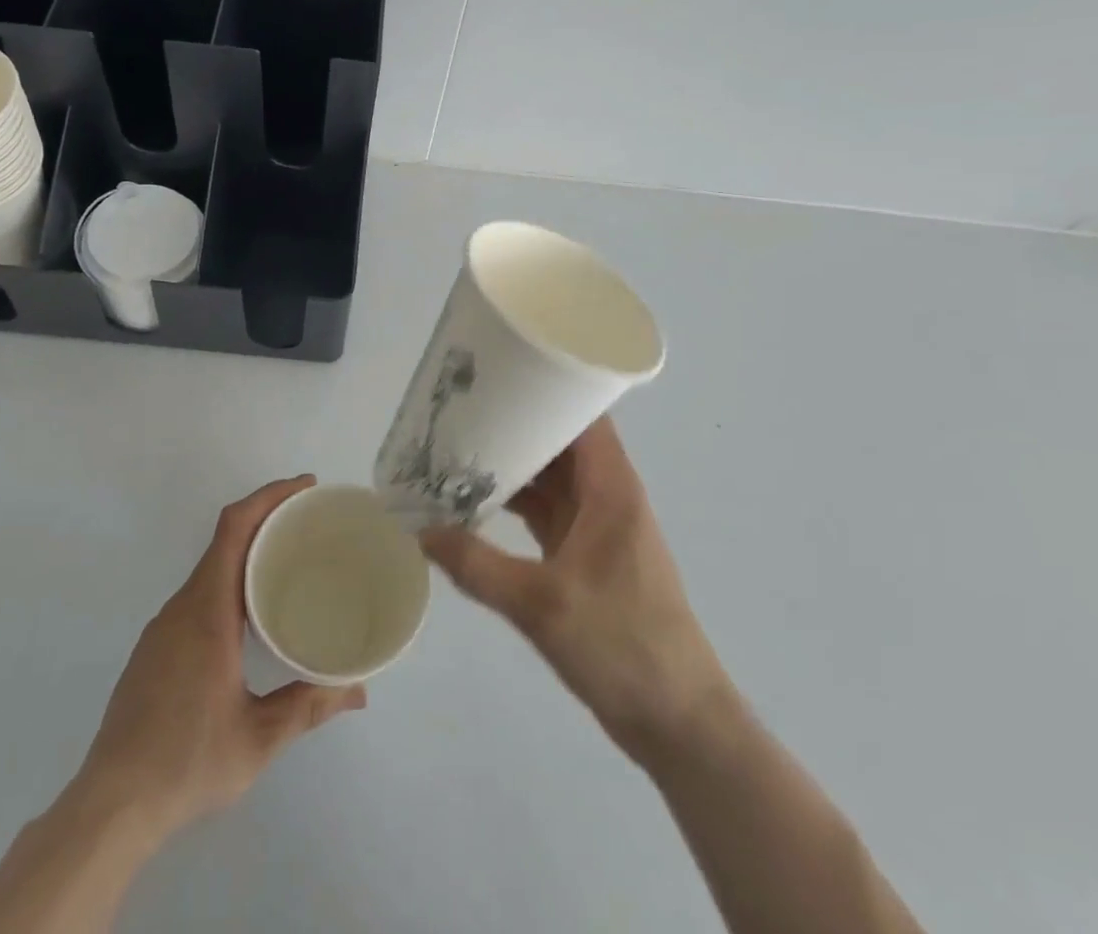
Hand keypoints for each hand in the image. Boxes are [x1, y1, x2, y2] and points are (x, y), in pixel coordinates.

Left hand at [73, 475, 366, 842]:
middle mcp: (182, 607)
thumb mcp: (258, 739)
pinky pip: (198, 594)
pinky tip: (250, 613)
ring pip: (209, 569)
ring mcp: (163, 627)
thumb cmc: (186, 763)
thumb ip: (308, 707)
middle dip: (266, 518)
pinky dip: (229, 581)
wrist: (110, 805)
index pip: (234, 529)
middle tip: (310, 522)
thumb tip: (358, 692)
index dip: (268, 497)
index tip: (304, 488)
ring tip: (289, 562)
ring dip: (247, 551)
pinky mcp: (155, 648)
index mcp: (207, 612)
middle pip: (224, 540)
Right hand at [421, 418, 724, 763]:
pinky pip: (545, 511)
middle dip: (514, 425)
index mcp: (610, 488)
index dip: (547, 388)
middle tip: (460, 410)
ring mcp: (596, 526)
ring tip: (457, 449)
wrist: (677, 721)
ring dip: (511, 466)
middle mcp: (605, 496)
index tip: (499, 374)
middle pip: (559, 442)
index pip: (582, 416)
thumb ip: (477, 566)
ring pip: (550, 478)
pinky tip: (475, 502)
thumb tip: (420, 530)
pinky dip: (515, 502)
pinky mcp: (585, 554)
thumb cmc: (622, 647)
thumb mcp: (541, 605)